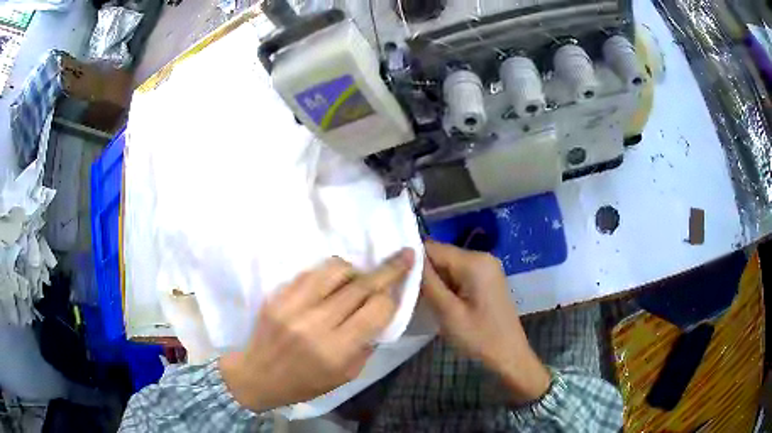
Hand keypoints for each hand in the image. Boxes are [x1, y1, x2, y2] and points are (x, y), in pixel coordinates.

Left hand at [220, 249, 414, 411]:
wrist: (258, 376)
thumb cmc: (306, 383)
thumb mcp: (346, 375)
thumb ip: (367, 343)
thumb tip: (381, 311)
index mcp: (336, 350)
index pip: (376, 310)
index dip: (391, 297)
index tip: (398, 290)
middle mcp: (316, 324)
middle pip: (360, 285)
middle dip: (388, 269)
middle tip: (404, 255)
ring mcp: (293, 306)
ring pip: (335, 269)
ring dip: (354, 271)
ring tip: (356, 281)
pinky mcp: (278, 295)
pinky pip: (311, 272)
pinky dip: (328, 274)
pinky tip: (330, 285)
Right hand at [421, 241, 549, 403]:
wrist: (509, 355)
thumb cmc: (479, 337)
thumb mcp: (448, 312)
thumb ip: (428, 282)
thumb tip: (409, 257)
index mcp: (474, 262)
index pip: (433, 248)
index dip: (413, 260)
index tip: (396, 277)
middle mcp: (482, 257)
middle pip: (442, 255)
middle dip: (424, 272)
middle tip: (406, 293)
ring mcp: (487, 268)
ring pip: (449, 266)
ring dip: (434, 280)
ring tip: (420, 299)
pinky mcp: (486, 279)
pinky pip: (459, 274)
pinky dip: (447, 285)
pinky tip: (439, 301)